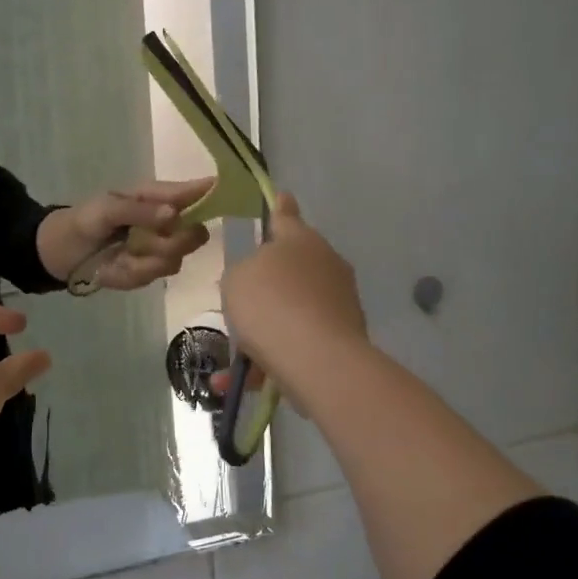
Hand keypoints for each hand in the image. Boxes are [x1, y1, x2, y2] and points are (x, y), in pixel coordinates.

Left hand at [44, 178, 213, 290]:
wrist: (62, 254)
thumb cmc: (84, 220)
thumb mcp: (106, 209)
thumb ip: (139, 211)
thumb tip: (174, 214)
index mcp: (159, 197)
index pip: (197, 192)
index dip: (215, 193)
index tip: (231, 196)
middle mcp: (168, 223)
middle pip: (196, 234)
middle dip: (172, 241)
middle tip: (142, 239)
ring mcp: (161, 250)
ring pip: (175, 259)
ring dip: (145, 259)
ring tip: (121, 252)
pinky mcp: (150, 273)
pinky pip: (154, 276)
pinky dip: (132, 273)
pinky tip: (115, 266)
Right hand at [217, 194, 366, 398]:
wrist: (316, 358)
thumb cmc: (269, 304)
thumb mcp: (235, 279)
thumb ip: (243, 272)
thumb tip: (258, 278)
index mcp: (299, 240)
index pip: (285, 215)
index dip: (278, 207)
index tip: (280, 196)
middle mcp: (325, 263)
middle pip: (291, 267)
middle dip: (266, 285)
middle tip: (239, 303)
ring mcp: (339, 300)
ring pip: (292, 309)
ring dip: (264, 330)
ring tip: (233, 362)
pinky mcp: (345, 335)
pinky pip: (300, 341)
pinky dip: (274, 358)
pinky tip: (244, 381)